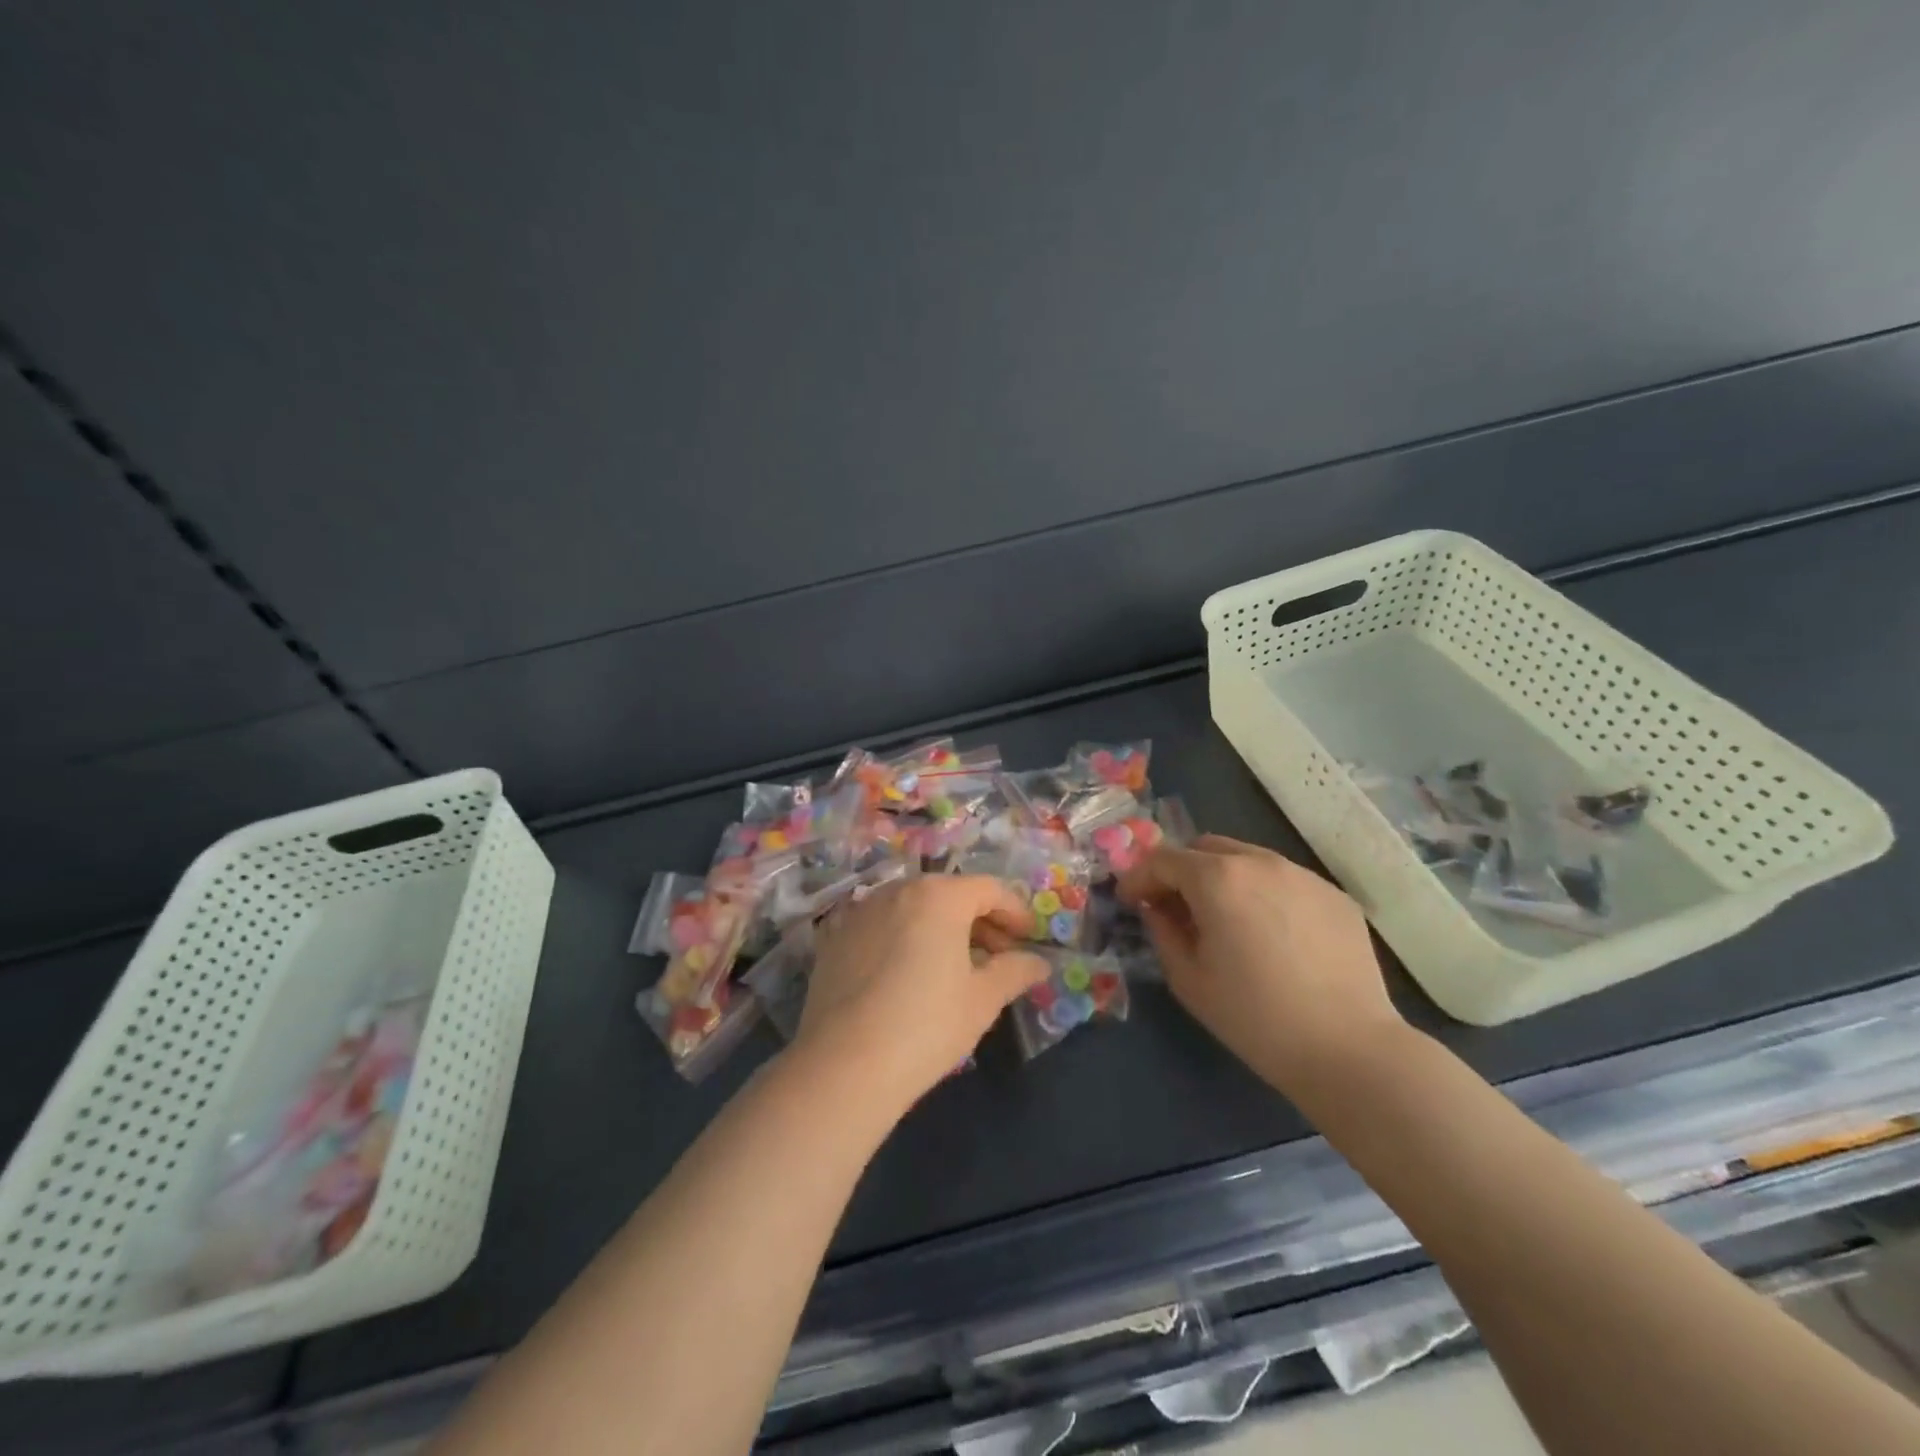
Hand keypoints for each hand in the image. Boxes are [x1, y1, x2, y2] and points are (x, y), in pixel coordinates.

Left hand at [794, 876, 1048, 1107]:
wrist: (844, 1065)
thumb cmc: (927, 1026)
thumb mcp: (982, 1000)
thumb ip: (1015, 971)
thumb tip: (1038, 963)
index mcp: (939, 896)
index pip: (989, 889)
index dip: (1015, 911)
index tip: (1028, 939)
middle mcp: (898, 890)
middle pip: (950, 894)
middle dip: (979, 920)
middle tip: (999, 956)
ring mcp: (861, 911)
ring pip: (913, 908)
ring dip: (941, 927)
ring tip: (956, 966)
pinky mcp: (834, 938)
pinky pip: (882, 926)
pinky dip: (904, 938)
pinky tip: (909, 974)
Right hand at [1116, 835, 1402, 1095]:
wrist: (1348, 1049)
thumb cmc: (1254, 1017)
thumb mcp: (1188, 979)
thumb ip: (1162, 931)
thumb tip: (1156, 908)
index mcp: (1218, 878)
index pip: (1163, 859)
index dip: (1139, 878)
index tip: (1130, 901)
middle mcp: (1260, 862)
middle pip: (1205, 848)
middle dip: (1181, 871)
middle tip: (1174, 907)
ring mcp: (1303, 875)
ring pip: (1247, 859)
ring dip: (1223, 879)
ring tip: (1225, 921)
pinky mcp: (1334, 895)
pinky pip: (1285, 881)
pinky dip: (1264, 895)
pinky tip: (1271, 936)